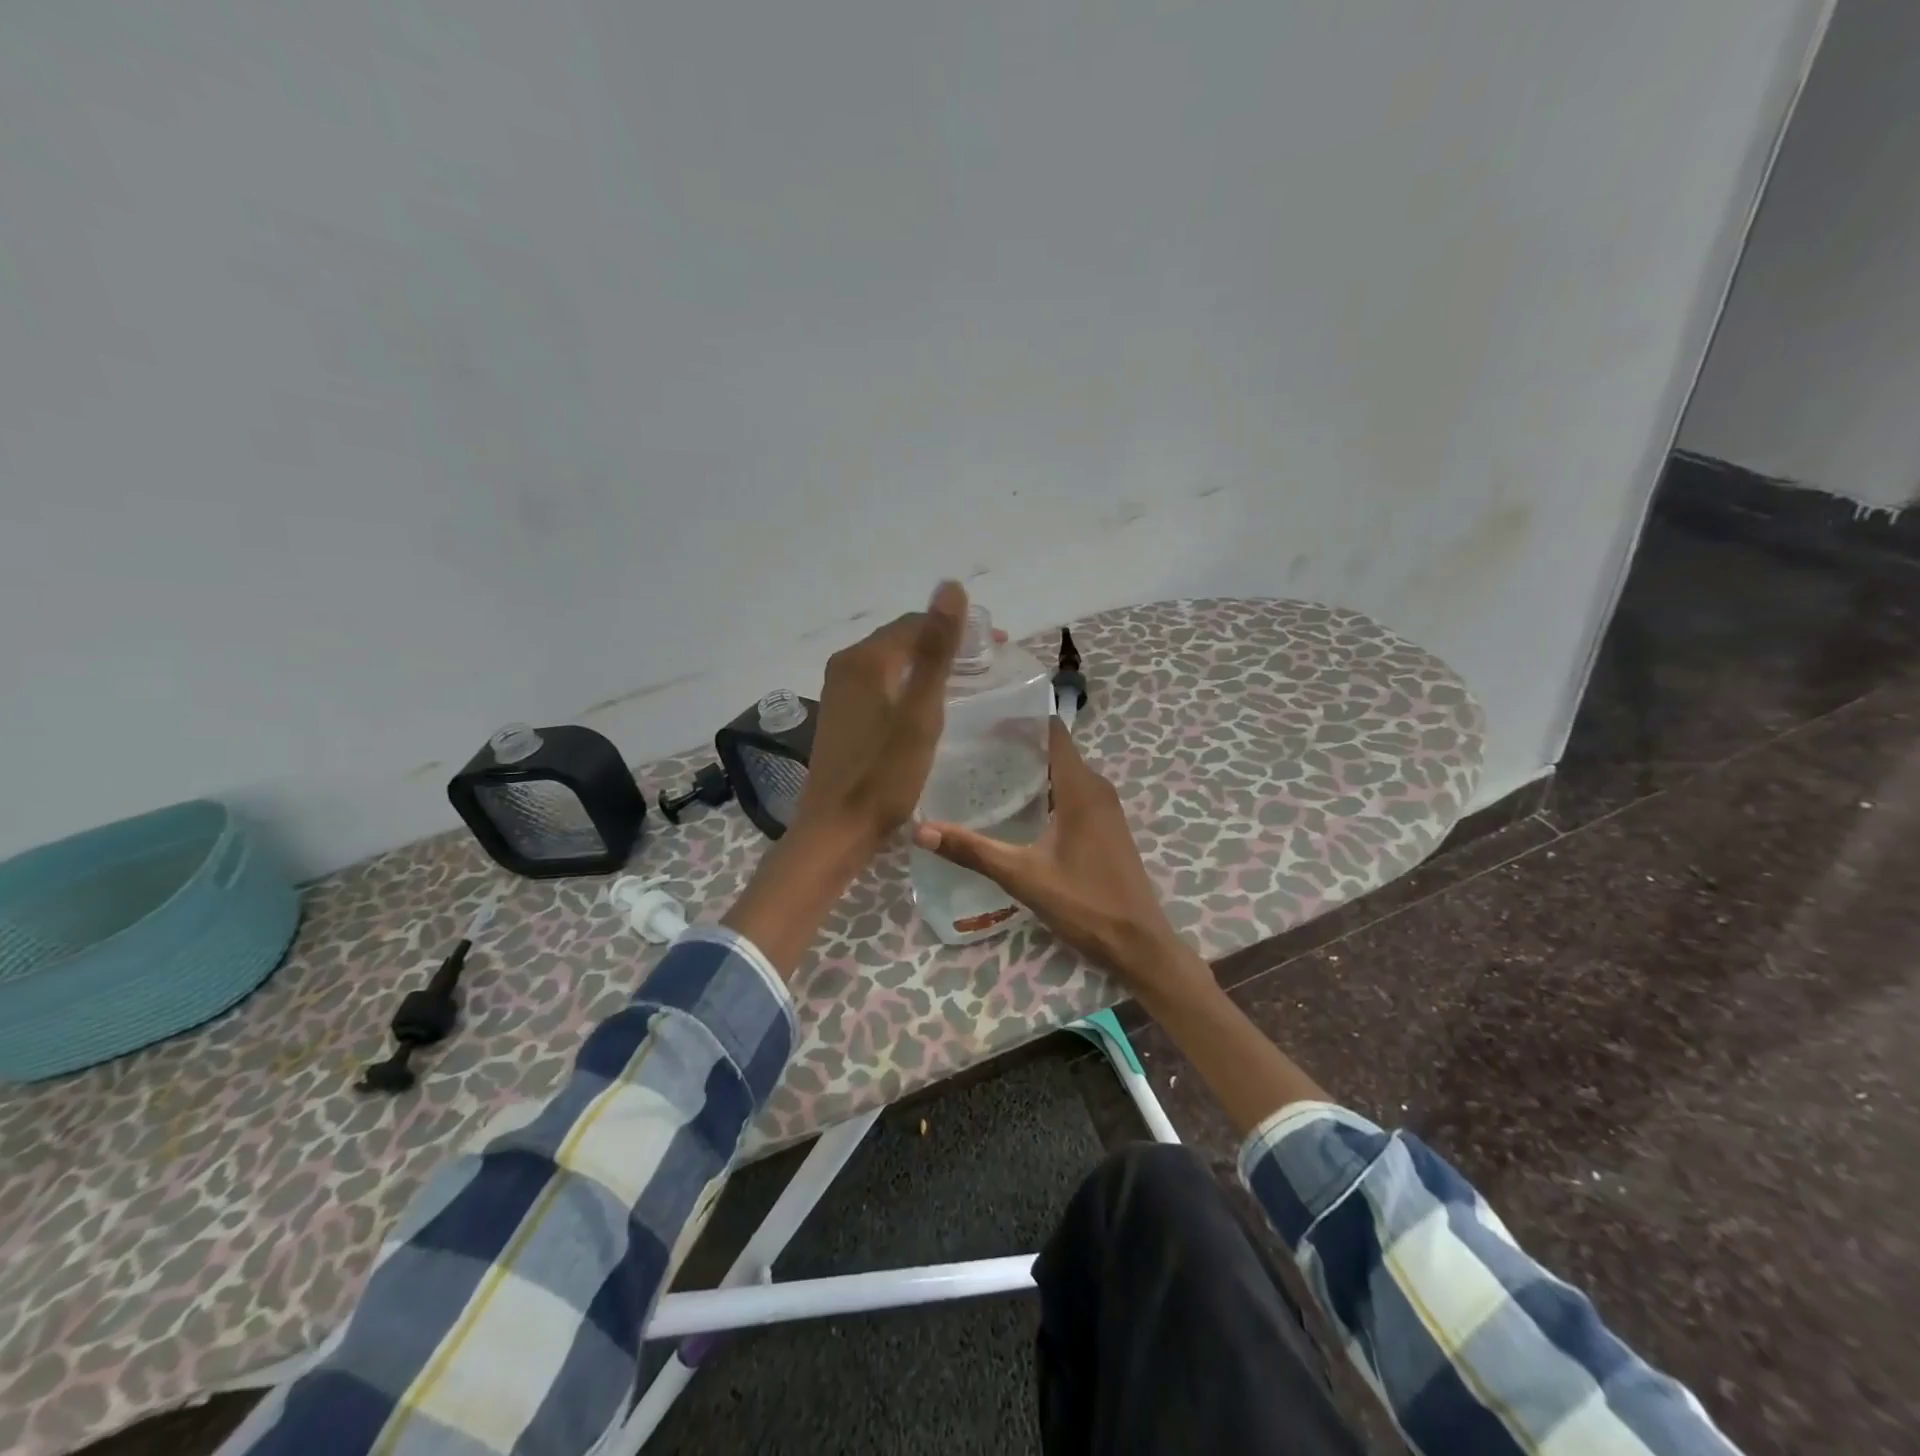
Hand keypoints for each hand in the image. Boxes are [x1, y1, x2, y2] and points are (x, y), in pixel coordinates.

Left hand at [724, 581, 966, 975]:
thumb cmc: (885, 774)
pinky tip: (928, 704)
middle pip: (904, 639)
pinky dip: (909, 684)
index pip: (917, 623)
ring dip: (928, 665)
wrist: (838, 828)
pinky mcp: (841, 713)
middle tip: (987, 665)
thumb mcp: (921, 711)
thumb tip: (951, 585)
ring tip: (966, 681)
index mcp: (865, 658)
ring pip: (893, 662)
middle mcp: (846, 665)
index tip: (998, 648)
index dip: (960, 629)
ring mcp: (839, 690)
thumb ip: (937, 649)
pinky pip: (881, 683)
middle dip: (945, 645)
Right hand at [912, 717, 1211, 1008]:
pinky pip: (1074, 792)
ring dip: (1032, 769)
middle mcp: (1097, 788)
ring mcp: (1106, 807)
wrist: (1137, 942)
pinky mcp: (1107, 826)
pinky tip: (1019, 806)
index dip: (1020, 720)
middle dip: (1018, 744)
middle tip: (972, 746)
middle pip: (1055, 749)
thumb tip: (921, 831)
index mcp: (1080, 787)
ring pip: (1065, 772)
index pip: (1052, 731)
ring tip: (987, 770)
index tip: (983, 718)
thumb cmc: (1083, 903)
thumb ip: (973, 850)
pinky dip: (1047, 789)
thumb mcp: (1022, 876)